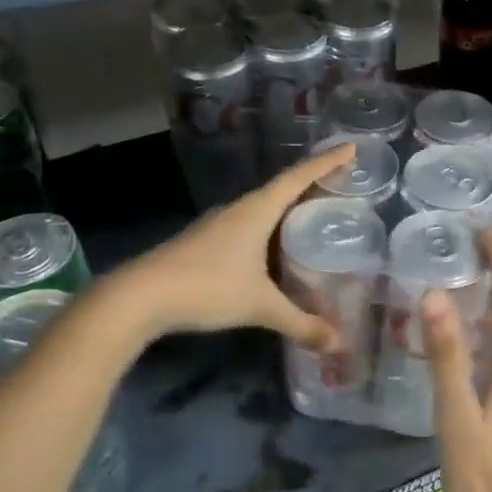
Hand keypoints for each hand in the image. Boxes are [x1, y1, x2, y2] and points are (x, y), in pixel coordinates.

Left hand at [111, 142, 355, 347]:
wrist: (140, 296)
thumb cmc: (207, 288)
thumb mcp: (259, 306)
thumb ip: (300, 323)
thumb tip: (338, 343)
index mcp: (257, 210)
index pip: (299, 177)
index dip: (327, 162)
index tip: (351, 148)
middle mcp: (238, 209)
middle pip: (282, 188)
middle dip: (312, 185)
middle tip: (341, 188)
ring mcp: (218, 224)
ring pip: (262, 209)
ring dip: (288, 209)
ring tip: (314, 219)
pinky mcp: (204, 241)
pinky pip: (247, 226)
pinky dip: (269, 230)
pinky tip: (274, 251)